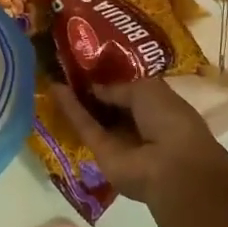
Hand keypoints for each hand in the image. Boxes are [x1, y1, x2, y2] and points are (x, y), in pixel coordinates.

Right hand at [48, 78, 227, 211]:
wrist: (172, 165)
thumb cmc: (170, 118)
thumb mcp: (146, 89)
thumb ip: (117, 87)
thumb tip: (95, 87)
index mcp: (157, 106)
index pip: (129, 90)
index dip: (110, 77)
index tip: (88, 61)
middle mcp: (137, 123)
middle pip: (109, 104)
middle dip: (91, 87)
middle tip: (66, 65)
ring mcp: (118, 139)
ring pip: (94, 116)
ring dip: (76, 97)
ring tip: (55, 72)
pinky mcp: (100, 152)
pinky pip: (85, 127)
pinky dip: (71, 109)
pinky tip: (56, 89)